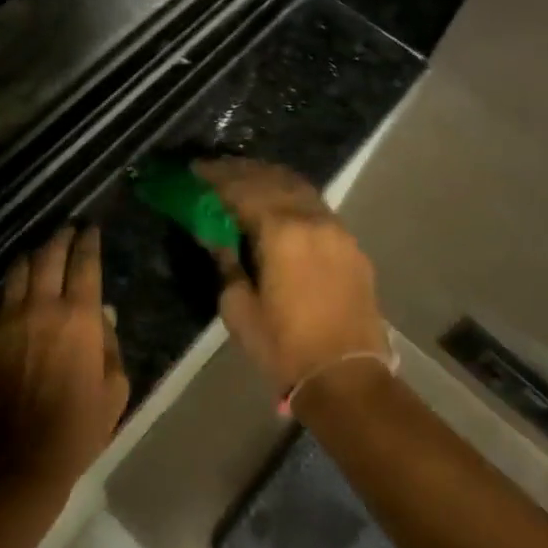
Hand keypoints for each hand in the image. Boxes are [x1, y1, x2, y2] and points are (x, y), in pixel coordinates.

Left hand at [0, 223, 128, 492]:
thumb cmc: (76, 429)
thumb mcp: (114, 390)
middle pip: (48, 255)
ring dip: (33, 256)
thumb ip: (110, 346)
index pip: (84, 263)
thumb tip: (103, 317)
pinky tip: (16, 293)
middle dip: (60, 238)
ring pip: (18, 270)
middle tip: (68, 231)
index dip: (89, 241)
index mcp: (78, 316)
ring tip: (40, 255)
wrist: (14, 460)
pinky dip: (11, 289)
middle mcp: (41, 306)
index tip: (91, 229)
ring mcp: (7, 319)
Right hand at [194, 158, 388, 395]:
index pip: (243, 189)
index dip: (216, 177)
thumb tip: (216, 236)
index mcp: (282, 232)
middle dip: (242, 171)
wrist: (347, 378)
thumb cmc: (284, 347)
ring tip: (246, 178)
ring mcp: (337, 229)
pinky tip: (280, 203)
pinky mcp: (351, 245)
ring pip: (300, 187)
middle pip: (273, 179)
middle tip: (216, 169)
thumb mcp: (239, 309)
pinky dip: (293, 196)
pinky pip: (316, 206)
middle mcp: (312, 219)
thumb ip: (226, 263)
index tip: (195, 170)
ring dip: (270, 178)